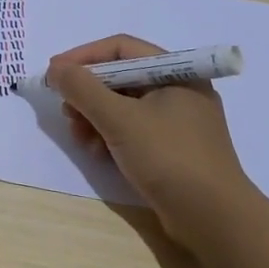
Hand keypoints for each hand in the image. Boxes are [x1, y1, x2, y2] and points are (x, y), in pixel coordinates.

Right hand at [49, 34, 268, 267]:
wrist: (214, 219)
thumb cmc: (169, 158)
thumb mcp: (119, 119)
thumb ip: (83, 89)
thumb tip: (55, 69)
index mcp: (177, 72)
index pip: (121, 48)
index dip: (83, 57)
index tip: (53, 73)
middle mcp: (180, 90)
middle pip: (121, 76)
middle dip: (88, 92)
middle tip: (66, 111)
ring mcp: (179, 121)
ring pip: (125, 105)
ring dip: (95, 117)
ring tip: (80, 138)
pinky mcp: (174, 148)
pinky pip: (134, 129)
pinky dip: (112, 135)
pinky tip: (99, 154)